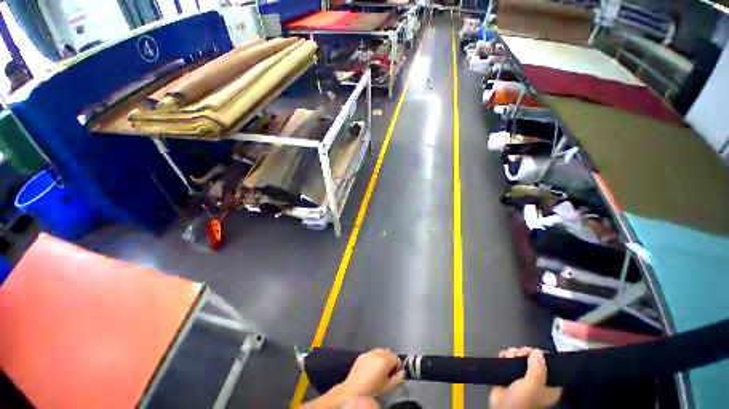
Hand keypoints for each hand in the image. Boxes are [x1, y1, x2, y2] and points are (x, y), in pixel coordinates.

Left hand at [340, 348, 405, 397]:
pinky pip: (372, 353)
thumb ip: (398, 378)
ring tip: (380, 369)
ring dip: (383, 358)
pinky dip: (375, 358)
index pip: (397, 358)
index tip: (395, 374)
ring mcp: (369, 352)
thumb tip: (402, 372)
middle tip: (388, 372)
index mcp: (385, 360)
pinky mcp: (362, 354)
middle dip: (391, 361)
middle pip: (389, 353)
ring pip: (381, 351)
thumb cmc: (373, 390)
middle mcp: (377, 352)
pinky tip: (372, 368)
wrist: (353, 390)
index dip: (398, 367)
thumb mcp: (389, 387)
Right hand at [489, 347, 561, 408]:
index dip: (540, 356)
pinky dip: (505, 355)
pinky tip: (503, 356)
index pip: (548, 365)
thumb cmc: (521, 400)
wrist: (501, 406)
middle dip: (523, 353)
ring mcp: (521, 378)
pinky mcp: (508, 375)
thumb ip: (537, 368)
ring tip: (508, 356)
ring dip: (512, 353)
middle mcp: (536, 381)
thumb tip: (537, 351)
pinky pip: (508, 360)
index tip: (532, 351)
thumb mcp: (532, 384)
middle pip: (532, 359)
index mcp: (548, 386)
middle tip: (518, 354)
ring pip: (519, 358)